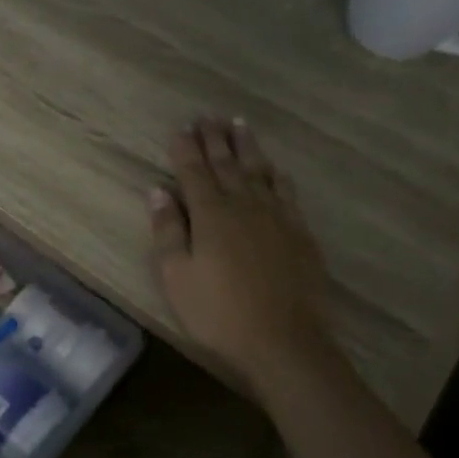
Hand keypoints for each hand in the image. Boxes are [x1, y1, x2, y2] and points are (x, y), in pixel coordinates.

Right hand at [150, 117, 331, 391]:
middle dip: (215, 138)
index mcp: (210, 214)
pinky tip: (274, 168)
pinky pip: (286, 192)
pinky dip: (277, 175)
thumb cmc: (218, 313)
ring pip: (259, 171)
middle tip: (208, 115)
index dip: (186, 148)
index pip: (194, 171)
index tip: (181, 126)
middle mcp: (244, 205)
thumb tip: (158, 190)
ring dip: (246, 146)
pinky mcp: (300, 233)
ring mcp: (277, 217)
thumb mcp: (176, 276)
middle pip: (227, 164)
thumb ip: (168, 230)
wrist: (284, 342)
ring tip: (238, 124)